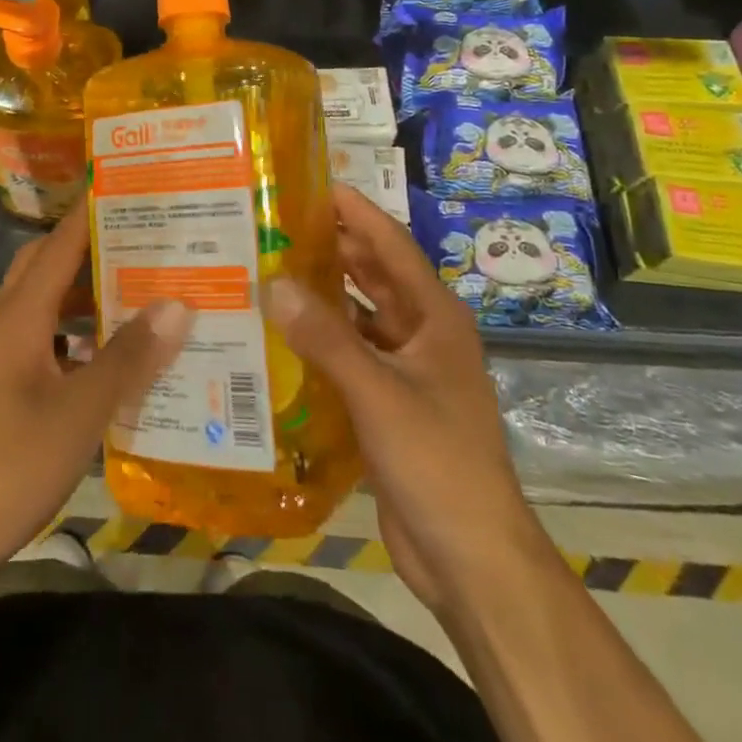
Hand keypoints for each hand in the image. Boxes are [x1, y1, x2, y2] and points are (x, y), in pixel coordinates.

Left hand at [0, 204, 189, 586]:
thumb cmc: (7, 467)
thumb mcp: (78, 414)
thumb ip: (127, 359)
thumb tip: (177, 304)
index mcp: (18, 316)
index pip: (60, 245)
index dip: (92, 213)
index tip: (131, 188)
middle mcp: (6, 324)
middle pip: (48, 265)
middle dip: (93, 246)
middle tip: (148, 239)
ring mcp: (0, 357)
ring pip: (47, 304)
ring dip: (87, 292)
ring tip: (142, 288)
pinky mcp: (3, 388)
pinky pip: (46, 340)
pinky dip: (78, 333)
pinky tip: (113, 355)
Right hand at [265, 185, 534, 610]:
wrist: (470, 557)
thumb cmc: (437, 460)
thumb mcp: (379, 393)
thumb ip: (326, 338)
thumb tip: (273, 282)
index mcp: (435, 317)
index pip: (392, 246)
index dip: (357, 212)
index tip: (314, 184)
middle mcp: (422, 333)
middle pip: (374, 275)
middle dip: (333, 247)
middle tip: (278, 223)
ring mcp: (406, 368)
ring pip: (359, 315)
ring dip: (323, 293)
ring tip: (270, 266)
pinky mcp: (387, 401)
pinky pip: (349, 353)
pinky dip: (320, 338)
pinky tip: (280, 331)